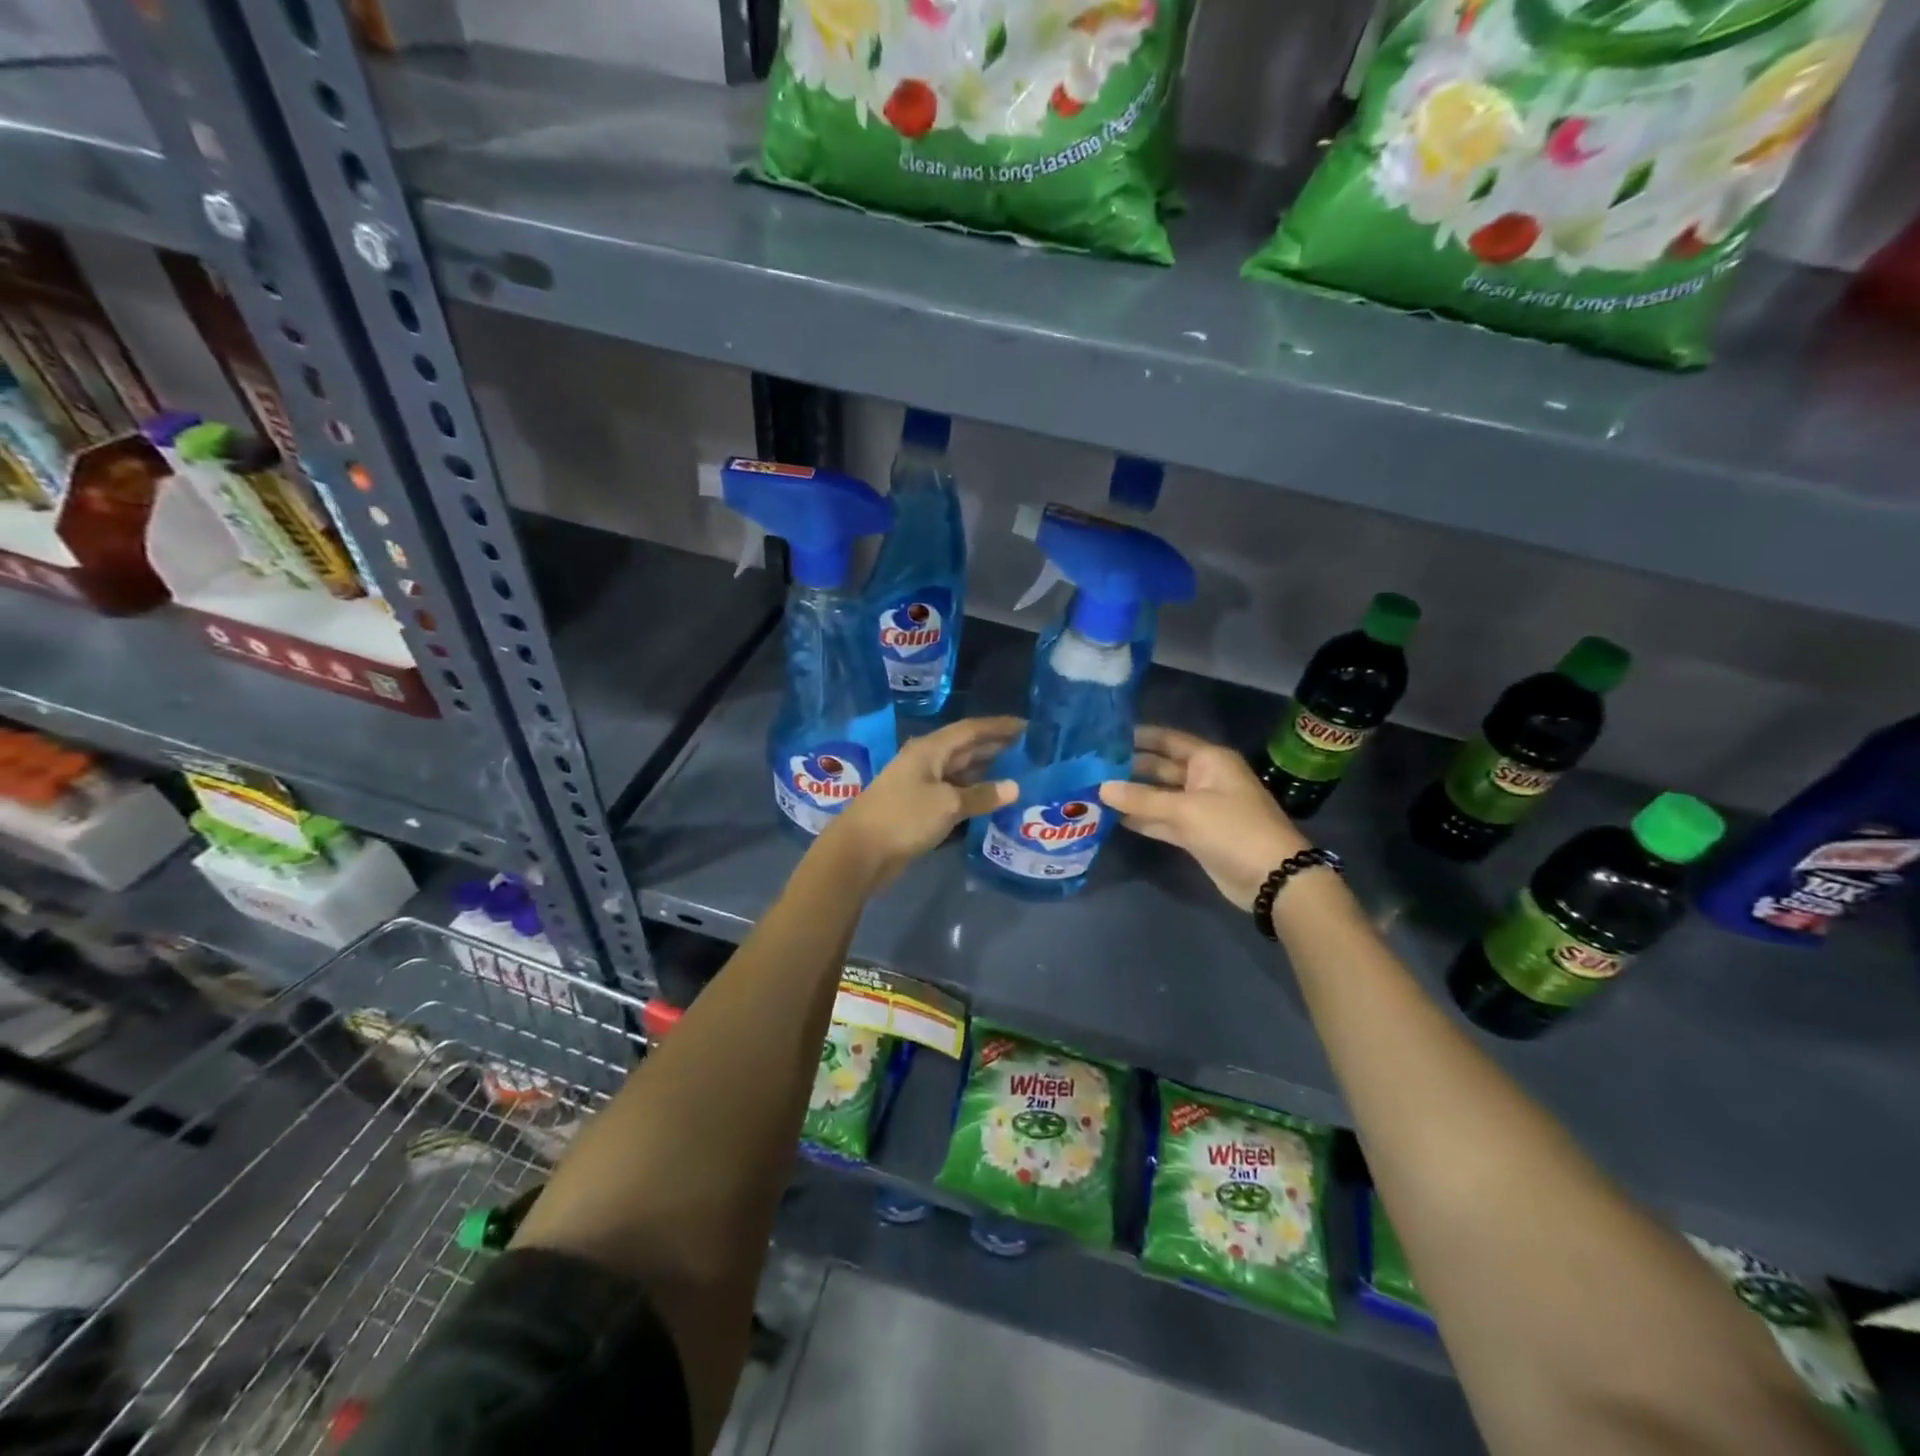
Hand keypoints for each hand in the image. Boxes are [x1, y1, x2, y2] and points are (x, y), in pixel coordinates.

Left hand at [818, 716, 1021, 889]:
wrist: (859, 852)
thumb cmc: (904, 817)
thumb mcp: (947, 804)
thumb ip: (981, 795)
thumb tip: (1014, 787)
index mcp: (930, 750)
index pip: (970, 730)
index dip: (998, 726)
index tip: (1027, 726)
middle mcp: (925, 762)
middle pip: (965, 749)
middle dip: (994, 748)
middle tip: (1028, 750)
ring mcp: (920, 786)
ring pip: (958, 773)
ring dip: (984, 773)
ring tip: (1016, 774)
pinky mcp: (918, 810)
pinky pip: (952, 795)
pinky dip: (971, 796)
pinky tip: (990, 802)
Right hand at [1098, 726, 1311, 910]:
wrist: (1272, 877)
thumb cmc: (1232, 829)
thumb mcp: (1185, 809)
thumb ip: (1141, 798)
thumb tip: (1101, 787)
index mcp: (1209, 760)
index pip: (1168, 740)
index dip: (1139, 737)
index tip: (1105, 736)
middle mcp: (1204, 778)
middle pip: (1160, 767)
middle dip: (1129, 768)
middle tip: (1090, 767)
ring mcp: (1200, 807)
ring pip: (1160, 796)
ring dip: (1132, 795)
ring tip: (1093, 790)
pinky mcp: (1196, 834)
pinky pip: (1163, 820)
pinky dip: (1143, 819)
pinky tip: (1114, 817)